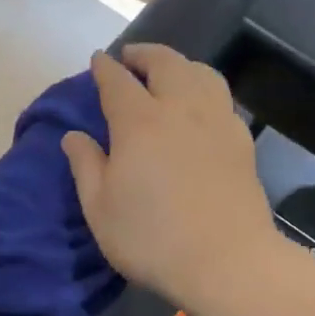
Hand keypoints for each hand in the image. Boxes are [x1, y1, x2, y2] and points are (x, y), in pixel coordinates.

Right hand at [62, 46, 279, 315]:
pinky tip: (200, 107)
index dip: (105, 67)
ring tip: (168, 74)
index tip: (98, 60)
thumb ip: (85, 165)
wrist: (227, 261)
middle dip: (144, 54)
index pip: (117, 80)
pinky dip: (204, 89)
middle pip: (165, 63)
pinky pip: (221, 97)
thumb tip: (73, 135)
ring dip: (180, 65)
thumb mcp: (100, 208)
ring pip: (201, 73)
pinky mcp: (241, 140)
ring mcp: (217, 121)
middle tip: (131, 58)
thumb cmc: (152, 238)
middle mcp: (180, 108)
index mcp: (139, 122)